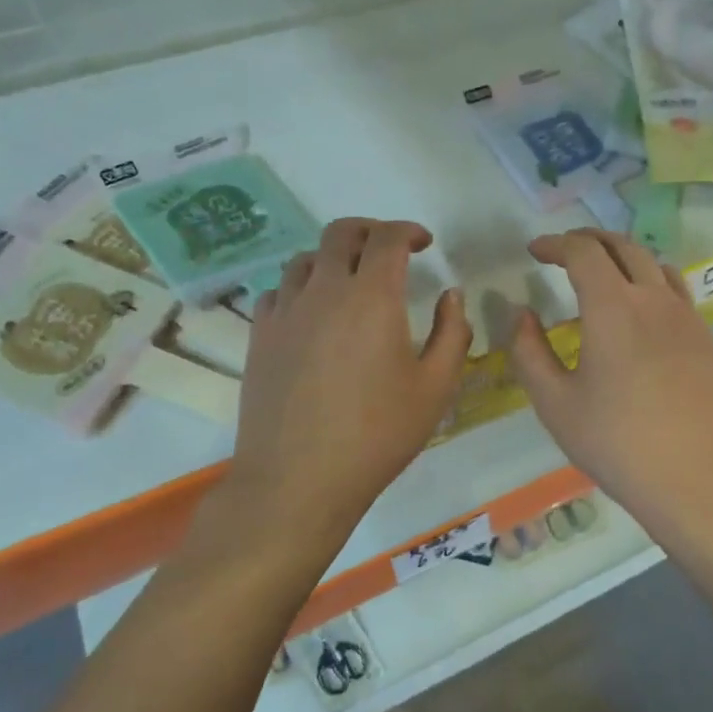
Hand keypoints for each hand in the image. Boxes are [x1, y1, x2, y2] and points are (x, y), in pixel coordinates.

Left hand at [213, 218, 471, 557]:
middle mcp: (324, 290)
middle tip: (389, 250)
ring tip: (349, 280)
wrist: (297, 480)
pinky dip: (301, 288)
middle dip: (370, 231)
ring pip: (305, 258)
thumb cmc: (377, 435)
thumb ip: (452, 333)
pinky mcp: (259, 336)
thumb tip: (451, 295)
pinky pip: (278, 291)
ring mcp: (285, 311)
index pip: (388, 238)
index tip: (424, 243)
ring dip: (333, 257)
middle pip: (341, 233)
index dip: (409, 231)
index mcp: (372, 297)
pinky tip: (311, 313)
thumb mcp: (435, 388)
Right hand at [508, 230, 712, 542]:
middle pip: (621, 246)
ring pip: (652, 262)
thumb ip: (529, 352)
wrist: (699, 478)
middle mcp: (652, 298)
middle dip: (588, 239)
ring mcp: (685, 315)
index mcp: (612, 307)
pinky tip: (641, 303)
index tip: (535, 251)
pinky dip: (649, 277)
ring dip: (621, 254)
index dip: (555, 244)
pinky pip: (675, 288)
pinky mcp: (704, 336)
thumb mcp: (555, 404)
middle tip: (563, 250)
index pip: (582, 252)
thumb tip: (521, 314)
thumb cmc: (618, 443)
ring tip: (601, 268)